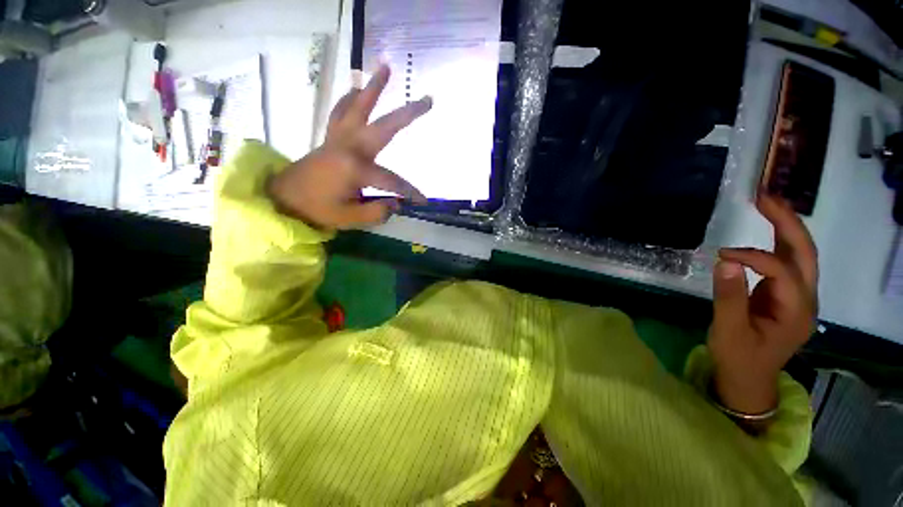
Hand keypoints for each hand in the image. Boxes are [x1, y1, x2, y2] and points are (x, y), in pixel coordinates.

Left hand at [268, 64, 431, 229]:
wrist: (284, 199)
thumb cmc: (317, 210)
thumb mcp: (350, 218)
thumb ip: (377, 212)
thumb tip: (397, 204)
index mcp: (356, 168)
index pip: (393, 180)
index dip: (410, 192)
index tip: (423, 201)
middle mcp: (350, 146)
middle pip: (385, 126)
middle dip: (408, 114)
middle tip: (428, 100)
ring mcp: (339, 138)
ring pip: (359, 107)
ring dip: (373, 88)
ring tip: (385, 67)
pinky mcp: (330, 138)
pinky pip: (340, 113)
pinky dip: (348, 99)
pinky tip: (355, 88)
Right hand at [709, 194, 817, 415]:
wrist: (749, 378)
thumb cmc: (738, 358)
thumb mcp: (729, 331)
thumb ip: (729, 298)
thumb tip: (725, 262)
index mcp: (796, 311)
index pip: (782, 272)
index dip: (753, 257)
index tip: (722, 254)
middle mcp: (805, 299)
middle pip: (806, 253)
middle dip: (788, 223)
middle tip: (764, 197)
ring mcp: (797, 296)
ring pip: (801, 255)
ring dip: (786, 227)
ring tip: (767, 204)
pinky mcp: (784, 295)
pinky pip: (787, 263)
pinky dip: (778, 242)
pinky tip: (767, 229)